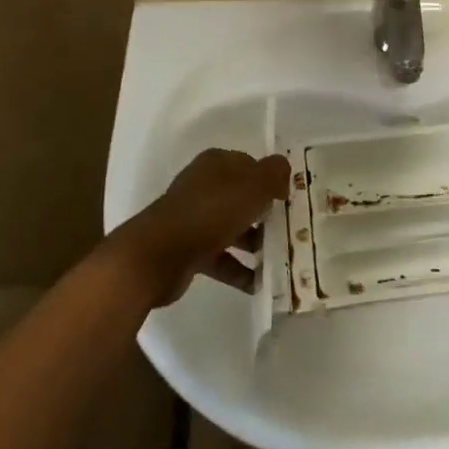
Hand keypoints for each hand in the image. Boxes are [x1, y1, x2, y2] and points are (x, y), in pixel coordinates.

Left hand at [113, 148, 290, 307]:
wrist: (158, 255)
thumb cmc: (211, 212)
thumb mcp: (253, 186)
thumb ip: (275, 173)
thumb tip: (283, 172)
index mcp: (216, 164)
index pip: (251, 165)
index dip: (271, 181)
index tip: (289, 201)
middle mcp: (203, 187)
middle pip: (242, 198)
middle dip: (266, 215)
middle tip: (289, 232)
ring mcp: (193, 219)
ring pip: (233, 228)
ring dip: (255, 244)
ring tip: (278, 261)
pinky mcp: (187, 249)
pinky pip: (221, 257)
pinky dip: (239, 270)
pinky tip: (259, 284)